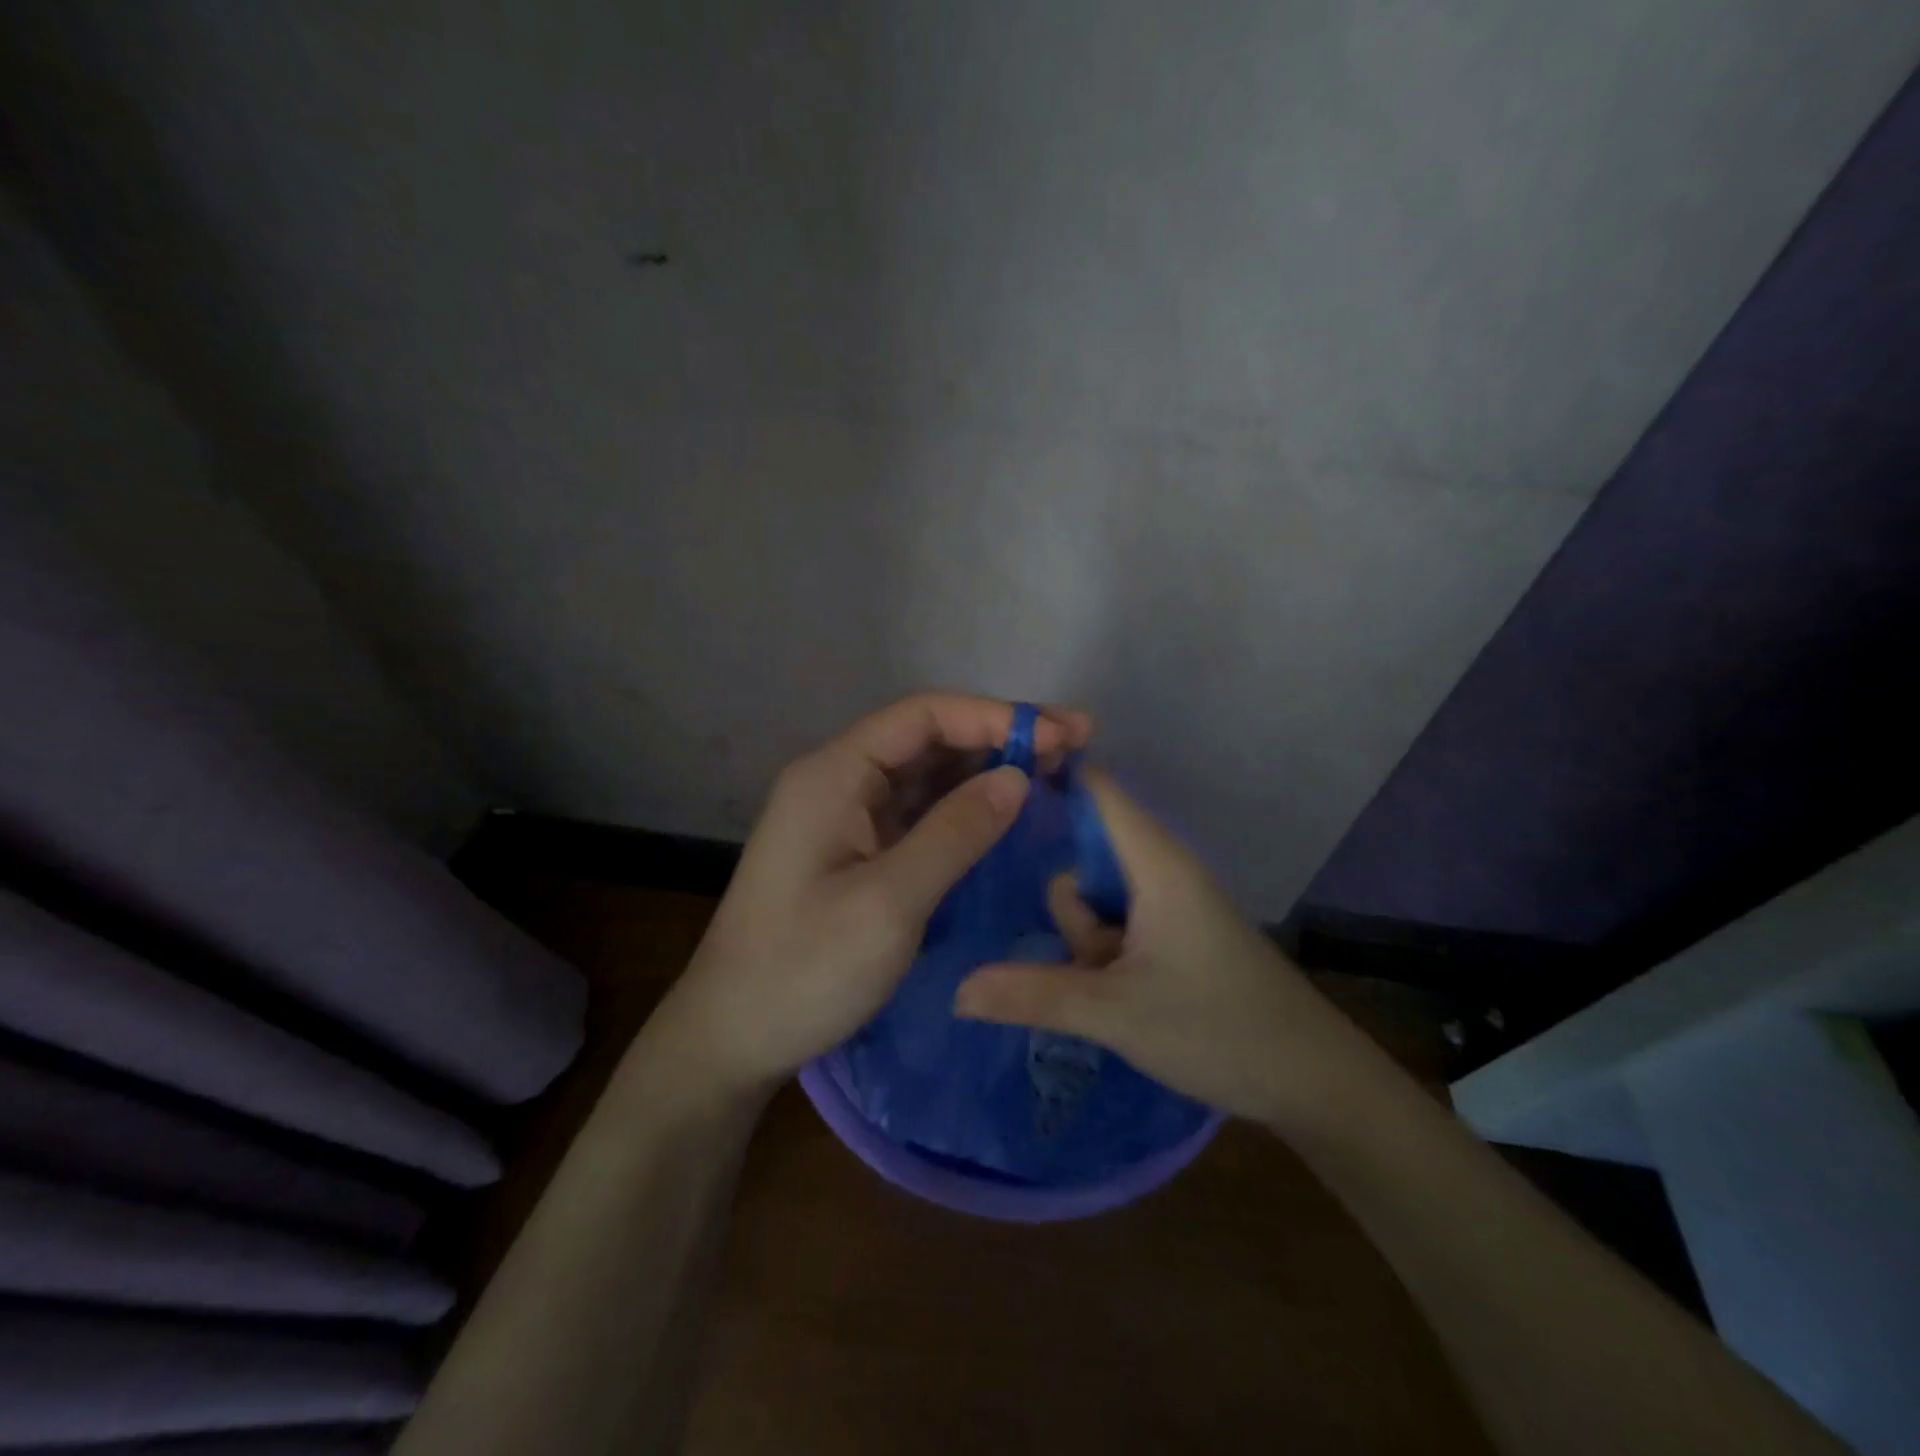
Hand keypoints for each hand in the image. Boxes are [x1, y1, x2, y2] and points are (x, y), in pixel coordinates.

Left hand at [653, 693, 1092, 1098]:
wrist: (731, 1037)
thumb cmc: (803, 970)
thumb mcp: (888, 903)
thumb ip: (955, 833)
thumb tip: (1017, 777)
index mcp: (834, 774)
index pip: (923, 716)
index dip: (994, 716)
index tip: (1060, 733)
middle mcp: (838, 781)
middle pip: (928, 738)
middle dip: (998, 738)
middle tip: (1074, 747)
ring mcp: (846, 817)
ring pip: (926, 775)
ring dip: (986, 770)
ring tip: (1055, 773)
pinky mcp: (855, 850)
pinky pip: (918, 813)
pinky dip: (964, 808)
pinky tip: (1006, 814)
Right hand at [952, 769, 1380, 1127]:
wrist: (1314, 1082)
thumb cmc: (1219, 1029)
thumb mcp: (1114, 1013)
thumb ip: (1031, 994)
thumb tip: (954, 989)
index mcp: (1155, 861)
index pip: (1095, 788)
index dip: (1047, 778)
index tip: (987, 798)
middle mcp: (1162, 871)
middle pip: (1084, 853)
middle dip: (1068, 906)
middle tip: (1083, 958)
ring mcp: (1169, 905)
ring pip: (1098, 898)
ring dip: (1087, 941)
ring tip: (1112, 992)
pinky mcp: (1174, 936)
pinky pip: (1117, 924)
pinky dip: (1103, 953)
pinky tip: (1109, 996)